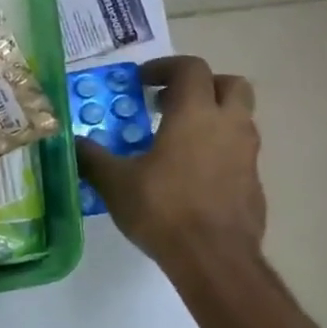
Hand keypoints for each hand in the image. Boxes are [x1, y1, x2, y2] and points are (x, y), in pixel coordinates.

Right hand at [75, 55, 266, 285]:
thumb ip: (92, 157)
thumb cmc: (164, 210)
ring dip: (212, 118)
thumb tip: (71, 142)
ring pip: (239, 118)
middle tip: (171, 102)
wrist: (216, 260)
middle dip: (202, 85)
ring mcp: (247, 155)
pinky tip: (192, 176)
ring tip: (178, 140)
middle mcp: (228, 125)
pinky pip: (239, 152)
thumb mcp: (115, 183)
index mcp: (195, 113)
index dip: (165, 67)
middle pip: (229, 84)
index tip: (141, 82)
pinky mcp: (254, 183)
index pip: (190, 68)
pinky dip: (219, 151)